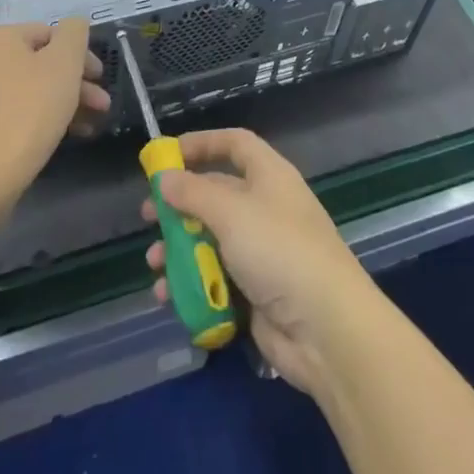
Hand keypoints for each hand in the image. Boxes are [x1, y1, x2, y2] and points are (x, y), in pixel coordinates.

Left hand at [0, 20, 107, 196]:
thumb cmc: (28, 111)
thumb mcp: (64, 64)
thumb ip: (74, 34)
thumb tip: (74, 24)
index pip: (48, 34)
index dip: (80, 55)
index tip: (100, 79)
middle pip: (36, 63)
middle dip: (73, 83)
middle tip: (101, 106)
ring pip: (24, 90)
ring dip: (59, 103)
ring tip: (86, 127)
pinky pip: (7, 113)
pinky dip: (33, 119)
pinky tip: (55, 138)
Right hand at [141, 129, 380, 394]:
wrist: (326, 329)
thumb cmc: (279, 251)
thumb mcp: (231, 212)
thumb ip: (193, 193)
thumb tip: (165, 177)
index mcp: (269, 177)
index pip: (235, 145)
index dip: (203, 144)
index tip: (168, 155)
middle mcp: (266, 208)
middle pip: (216, 195)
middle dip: (179, 206)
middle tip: (147, 217)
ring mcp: (262, 253)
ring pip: (211, 242)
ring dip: (179, 251)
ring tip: (154, 265)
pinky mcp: (256, 293)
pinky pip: (215, 280)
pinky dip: (191, 285)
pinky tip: (167, 296)